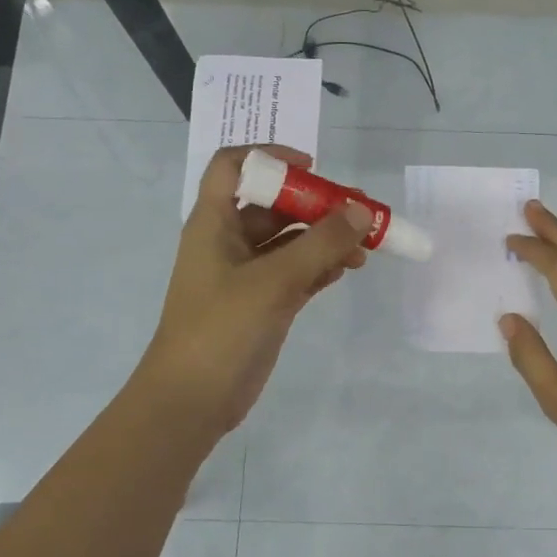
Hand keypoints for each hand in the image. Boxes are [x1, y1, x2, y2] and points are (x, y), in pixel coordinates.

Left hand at [136, 145, 369, 439]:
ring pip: (291, 242)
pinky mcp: (264, 303)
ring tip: (365, 249)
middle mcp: (230, 242)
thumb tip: (362, 212)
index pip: (234, 167)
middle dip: (317, 205)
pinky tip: (348, 270)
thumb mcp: (273, 281)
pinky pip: (297, 272)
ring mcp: (247, 274)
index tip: (312, 167)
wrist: (192, 400)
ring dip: (326, 240)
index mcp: (215, 223)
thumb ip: (321, 244)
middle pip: (275, 205)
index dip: (270, 157)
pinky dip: (322, 267)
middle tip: (360, 213)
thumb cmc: (221, 329)